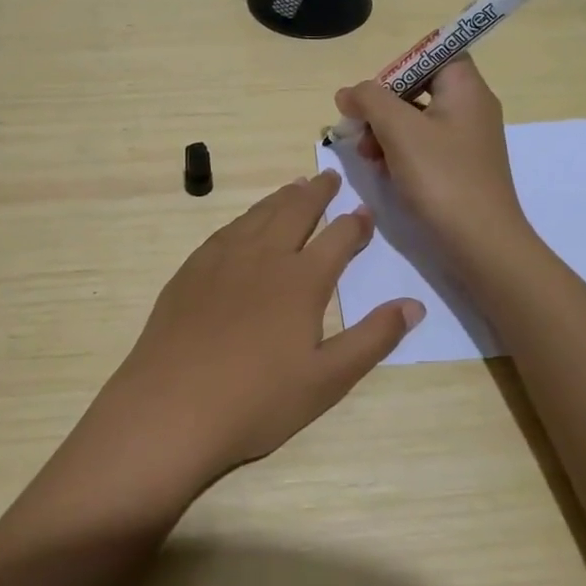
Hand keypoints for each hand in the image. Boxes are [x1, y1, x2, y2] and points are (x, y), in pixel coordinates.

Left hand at [90, 172, 423, 489]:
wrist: (171, 407)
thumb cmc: (257, 400)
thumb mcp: (328, 380)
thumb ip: (373, 339)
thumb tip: (414, 304)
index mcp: (302, 280)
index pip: (338, 238)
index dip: (356, 224)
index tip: (366, 212)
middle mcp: (264, 256)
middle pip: (296, 211)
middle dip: (317, 193)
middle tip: (330, 178)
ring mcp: (222, 259)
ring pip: (259, 214)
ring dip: (281, 198)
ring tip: (294, 187)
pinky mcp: (192, 269)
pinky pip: (227, 229)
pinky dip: (246, 217)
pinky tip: (246, 223)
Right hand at [334, 55, 535, 279]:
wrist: (481, 244)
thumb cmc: (442, 177)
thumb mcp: (399, 130)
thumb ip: (369, 100)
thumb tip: (348, 92)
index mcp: (466, 88)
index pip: (434, 52)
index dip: (400, 65)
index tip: (375, 90)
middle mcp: (471, 107)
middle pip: (419, 87)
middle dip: (383, 105)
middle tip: (359, 127)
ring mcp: (466, 140)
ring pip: (416, 119)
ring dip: (385, 131)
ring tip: (366, 154)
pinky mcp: (459, 167)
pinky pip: (423, 146)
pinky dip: (399, 152)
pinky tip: (381, 170)